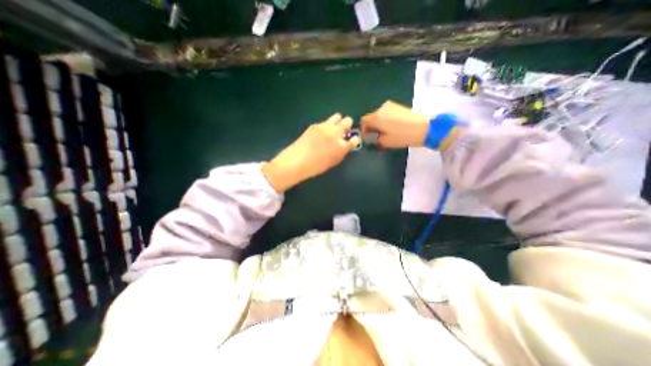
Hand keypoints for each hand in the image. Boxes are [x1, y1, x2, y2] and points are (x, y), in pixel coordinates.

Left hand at [261, 114, 360, 193]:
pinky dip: (327, 125)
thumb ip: (341, 152)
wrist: (297, 161)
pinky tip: (321, 131)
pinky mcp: (316, 125)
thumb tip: (344, 145)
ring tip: (333, 127)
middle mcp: (336, 134)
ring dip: (338, 121)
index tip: (352, 139)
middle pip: (348, 121)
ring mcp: (326, 127)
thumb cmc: (316, 167)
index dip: (354, 139)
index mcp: (342, 147)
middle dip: (347, 125)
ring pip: (337, 116)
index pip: (355, 139)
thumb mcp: (333, 161)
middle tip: (343, 130)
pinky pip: (325, 121)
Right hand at [361, 100, 430, 147]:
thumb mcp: (385, 142)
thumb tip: (372, 137)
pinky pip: (387, 113)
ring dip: (379, 123)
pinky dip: (386, 120)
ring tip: (385, 133)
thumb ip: (375, 139)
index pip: (364, 121)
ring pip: (380, 115)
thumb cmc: (402, 136)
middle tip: (376, 136)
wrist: (423, 128)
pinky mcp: (399, 106)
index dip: (364, 129)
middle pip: (372, 117)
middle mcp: (381, 109)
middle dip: (372, 127)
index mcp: (376, 117)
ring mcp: (391, 106)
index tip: (368, 137)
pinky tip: (393, 127)